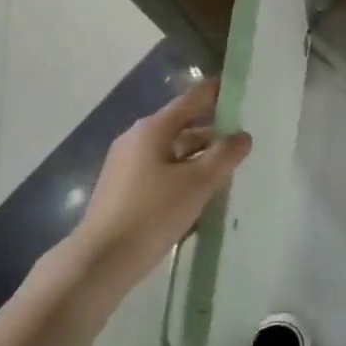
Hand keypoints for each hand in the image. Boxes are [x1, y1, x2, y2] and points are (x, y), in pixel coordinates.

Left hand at [63, 78, 252, 296]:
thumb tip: (243, 135)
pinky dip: (181, 174)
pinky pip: (159, 171)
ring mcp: (125, 165)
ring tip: (225, 168)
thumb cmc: (152, 214)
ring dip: (196, 156)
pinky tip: (198, 193)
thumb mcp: (196, 184)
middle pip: (180, 126)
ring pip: (170, 151)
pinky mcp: (123, 189)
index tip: (235, 86)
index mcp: (152, 129)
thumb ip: (223, 156)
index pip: (189, 101)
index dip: (213, 93)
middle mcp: (135, 139)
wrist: (102, 259)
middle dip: (210, 131)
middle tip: (240, 137)